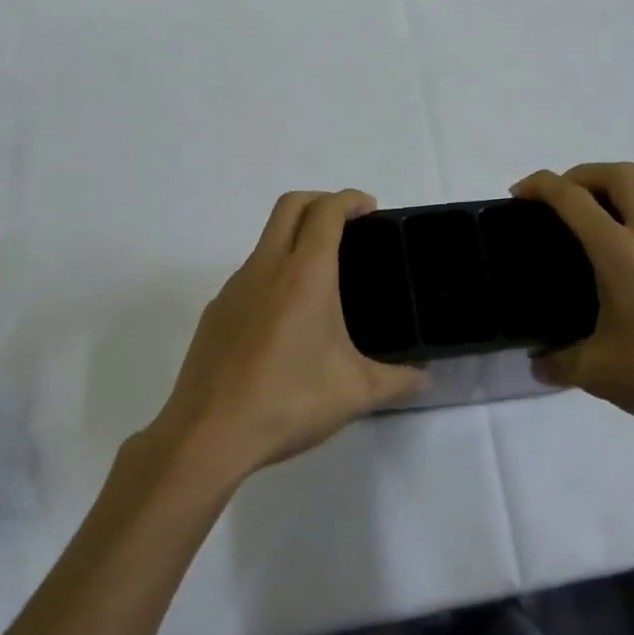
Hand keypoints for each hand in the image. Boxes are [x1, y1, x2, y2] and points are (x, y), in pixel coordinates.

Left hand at [147, 189, 426, 483]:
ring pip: (266, 239)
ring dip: (295, 237)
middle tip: (348, 225)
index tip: (369, 208)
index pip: (326, 212)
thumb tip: (426, 379)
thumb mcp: (355, 393)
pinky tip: (285, 318)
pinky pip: (250, 274)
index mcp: (305, 275)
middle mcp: (266, 268)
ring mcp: (234, 287)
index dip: (350, 199)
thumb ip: (397, 381)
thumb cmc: (288, 402)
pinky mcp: (216, 311)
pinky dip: (273, 273)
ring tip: (323, 277)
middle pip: (290, 206)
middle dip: (321, 201)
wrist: (207, 435)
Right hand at [511, 163, 633, 429]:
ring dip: (618, 186)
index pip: (573, 199)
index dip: (540, 186)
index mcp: (619, 251)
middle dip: (581, 174)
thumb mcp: (599, 373)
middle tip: (558, 201)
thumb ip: (559, 363)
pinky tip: (628, 247)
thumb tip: (537, 363)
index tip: (517, 195)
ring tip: (595, 213)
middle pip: (619, 174)